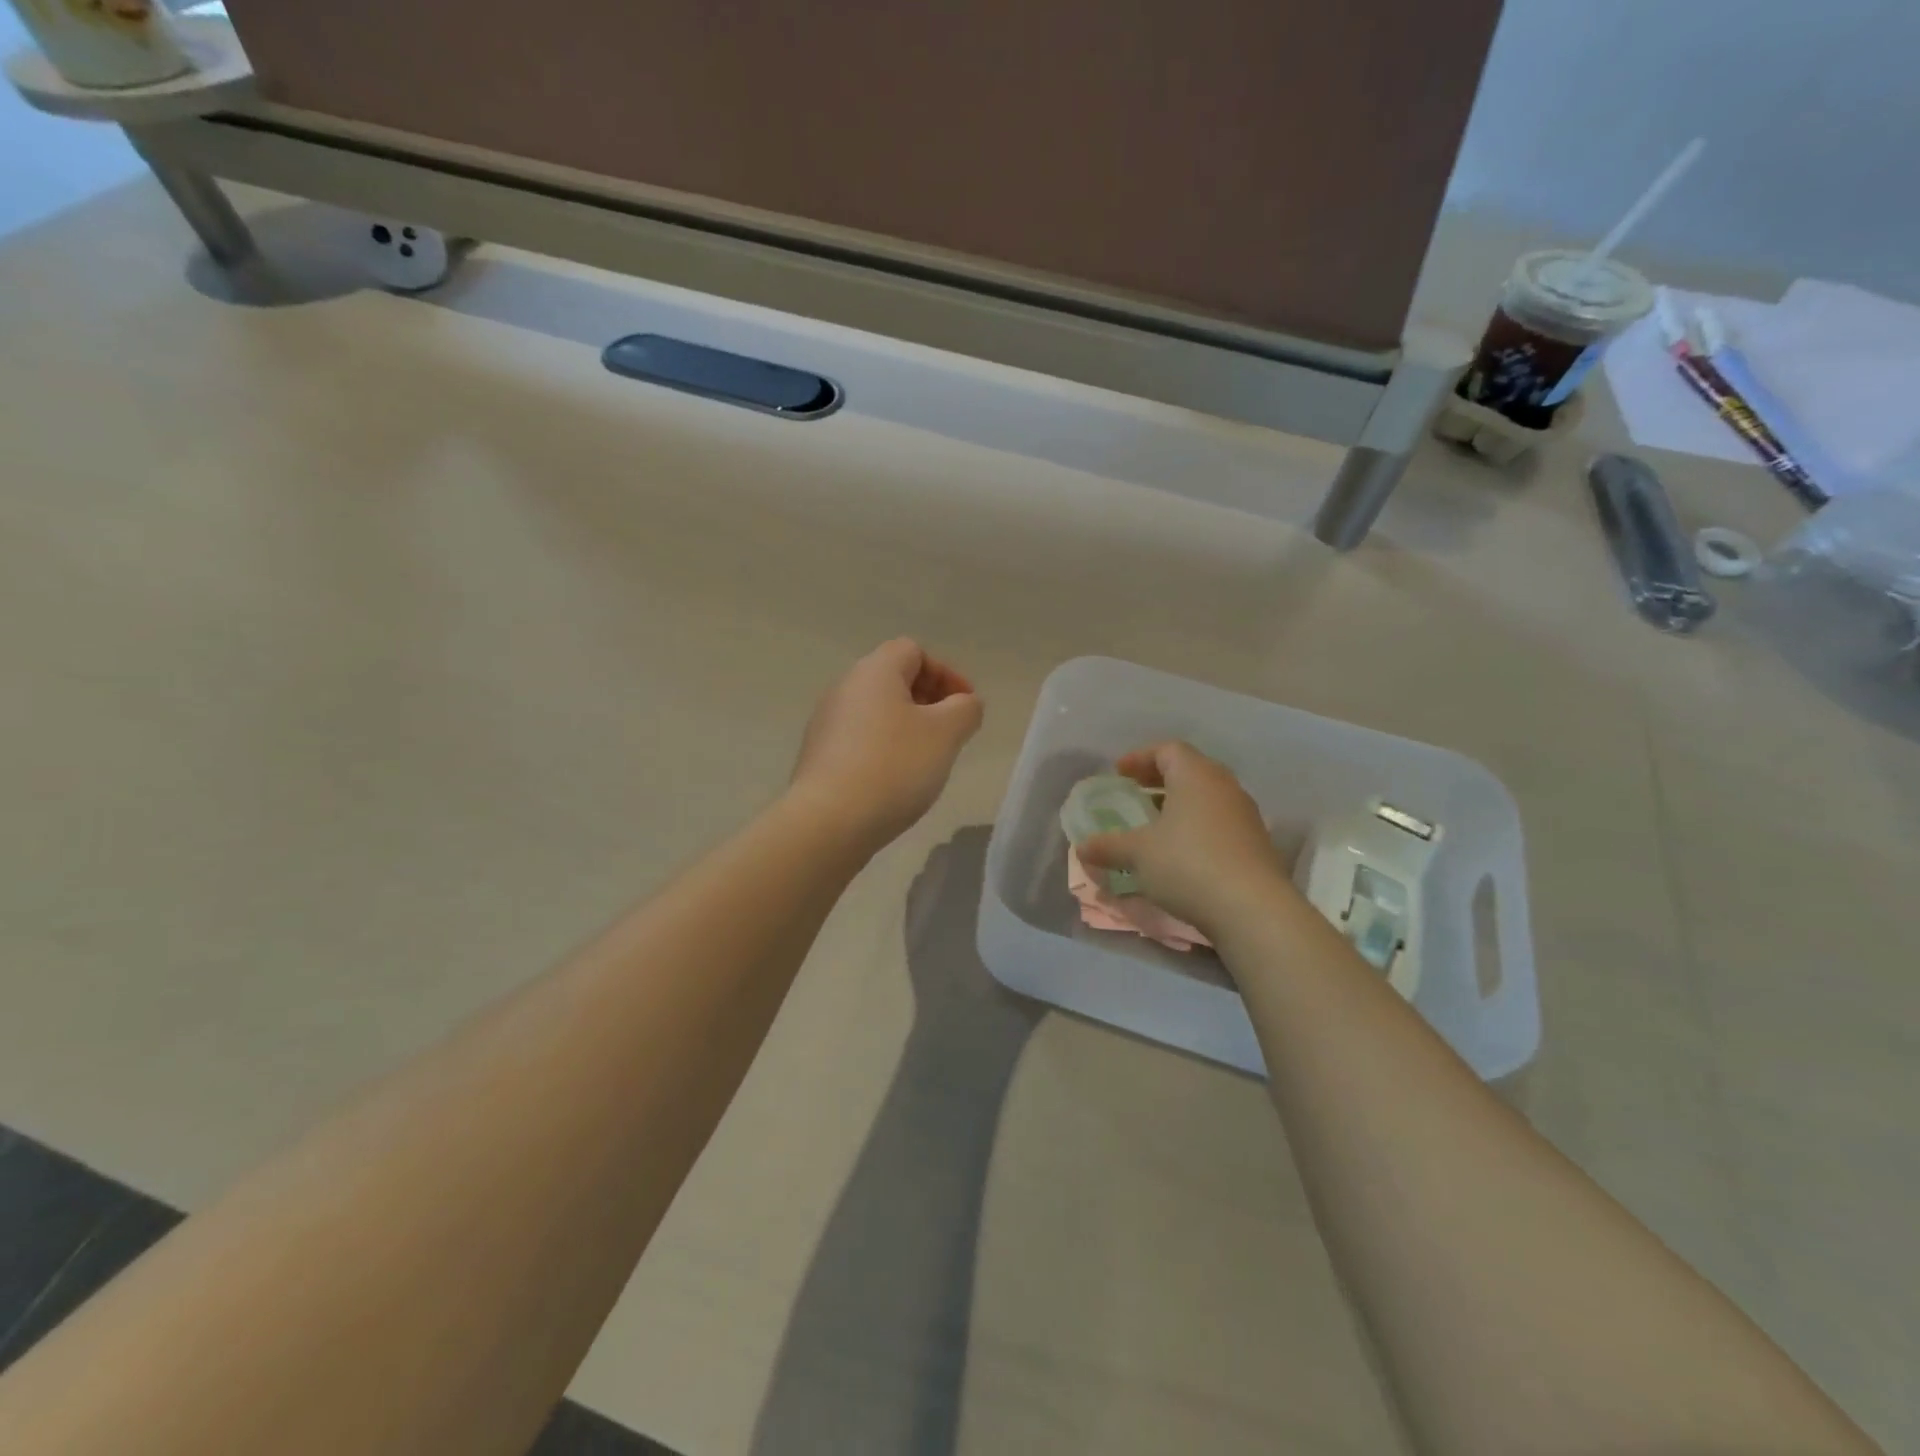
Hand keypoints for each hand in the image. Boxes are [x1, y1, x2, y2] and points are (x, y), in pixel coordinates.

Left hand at [790, 639, 983, 850]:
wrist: (829, 821)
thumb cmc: (894, 766)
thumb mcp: (946, 734)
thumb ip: (965, 709)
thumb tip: (965, 704)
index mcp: (874, 671)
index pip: (914, 651)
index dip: (946, 673)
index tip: (965, 706)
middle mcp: (845, 688)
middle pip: (894, 679)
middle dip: (929, 700)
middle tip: (951, 732)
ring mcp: (827, 723)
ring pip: (877, 711)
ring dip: (908, 726)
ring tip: (928, 759)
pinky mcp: (820, 755)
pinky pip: (861, 739)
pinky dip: (885, 748)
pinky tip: (897, 780)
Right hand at [1077, 742, 1295, 936]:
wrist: (1252, 909)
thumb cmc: (1187, 864)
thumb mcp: (1138, 854)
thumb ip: (1108, 846)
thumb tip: (1083, 846)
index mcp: (1196, 775)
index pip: (1168, 749)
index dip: (1140, 757)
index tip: (1119, 773)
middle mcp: (1224, 787)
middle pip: (1190, 770)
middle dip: (1159, 780)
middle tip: (1135, 793)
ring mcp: (1245, 815)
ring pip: (1207, 798)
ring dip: (1180, 806)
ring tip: (1156, 825)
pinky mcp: (1256, 844)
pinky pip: (1219, 823)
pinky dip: (1197, 828)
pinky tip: (1181, 853)